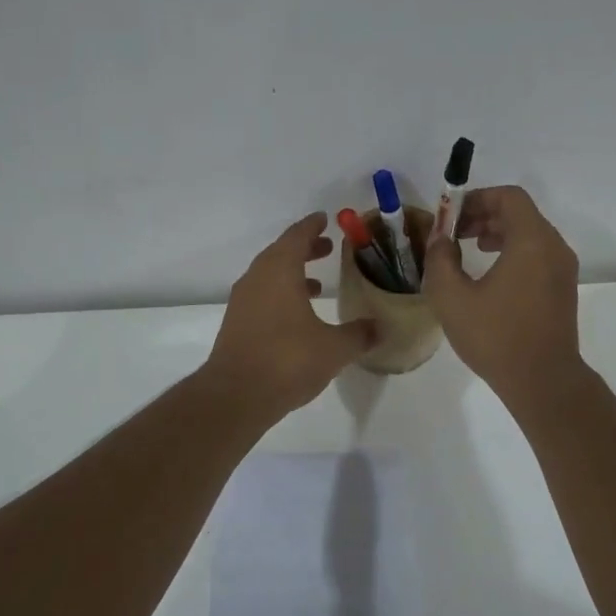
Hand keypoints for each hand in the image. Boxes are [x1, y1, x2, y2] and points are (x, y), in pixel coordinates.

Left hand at [204, 213, 377, 417]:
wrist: (236, 396)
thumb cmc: (288, 360)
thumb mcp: (334, 348)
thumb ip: (359, 334)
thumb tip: (380, 327)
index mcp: (279, 271)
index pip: (297, 236)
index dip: (312, 226)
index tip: (325, 219)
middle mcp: (257, 279)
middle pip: (281, 253)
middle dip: (304, 248)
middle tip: (327, 248)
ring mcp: (243, 302)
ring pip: (269, 276)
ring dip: (292, 273)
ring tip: (317, 284)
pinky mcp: (237, 324)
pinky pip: (262, 296)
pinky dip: (281, 294)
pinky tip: (299, 316)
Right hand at [422, 186, 583, 403]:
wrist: (543, 381)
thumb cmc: (496, 337)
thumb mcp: (452, 297)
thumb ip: (440, 259)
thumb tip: (439, 238)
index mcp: (532, 241)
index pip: (508, 197)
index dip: (477, 198)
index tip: (451, 216)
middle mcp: (554, 247)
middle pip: (520, 213)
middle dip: (484, 215)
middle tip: (454, 232)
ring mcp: (563, 269)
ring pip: (530, 233)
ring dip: (497, 233)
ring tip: (469, 249)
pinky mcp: (563, 289)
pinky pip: (538, 254)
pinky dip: (513, 251)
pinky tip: (490, 274)